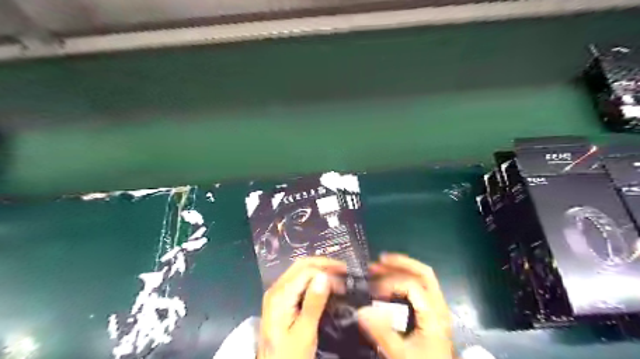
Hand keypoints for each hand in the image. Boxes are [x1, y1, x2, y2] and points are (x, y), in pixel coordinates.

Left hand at [256, 258, 347, 358]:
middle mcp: (276, 289)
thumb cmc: (290, 355)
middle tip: (344, 269)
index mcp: (280, 295)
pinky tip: (324, 284)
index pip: (306, 271)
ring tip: (338, 275)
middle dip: (324, 264)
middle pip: (301, 265)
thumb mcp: (304, 332)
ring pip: (299, 271)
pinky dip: (313, 278)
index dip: (327, 272)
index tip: (346, 280)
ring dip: (319, 269)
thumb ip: (313, 303)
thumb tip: (324, 276)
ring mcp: (277, 294)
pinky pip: (297, 281)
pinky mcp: (280, 300)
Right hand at [358, 253, 450, 358]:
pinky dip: (405, 278)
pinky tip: (391, 281)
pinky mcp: (432, 312)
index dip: (390, 283)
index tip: (372, 289)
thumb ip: (381, 332)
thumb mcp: (401, 354)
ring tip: (380, 266)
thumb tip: (361, 310)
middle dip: (400, 263)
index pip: (412, 286)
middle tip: (378, 261)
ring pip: (424, 278)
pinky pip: (421, 287)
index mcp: (434, 315)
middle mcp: (439, 306)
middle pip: (424, 273)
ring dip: (402, 268)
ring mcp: (437, 308)